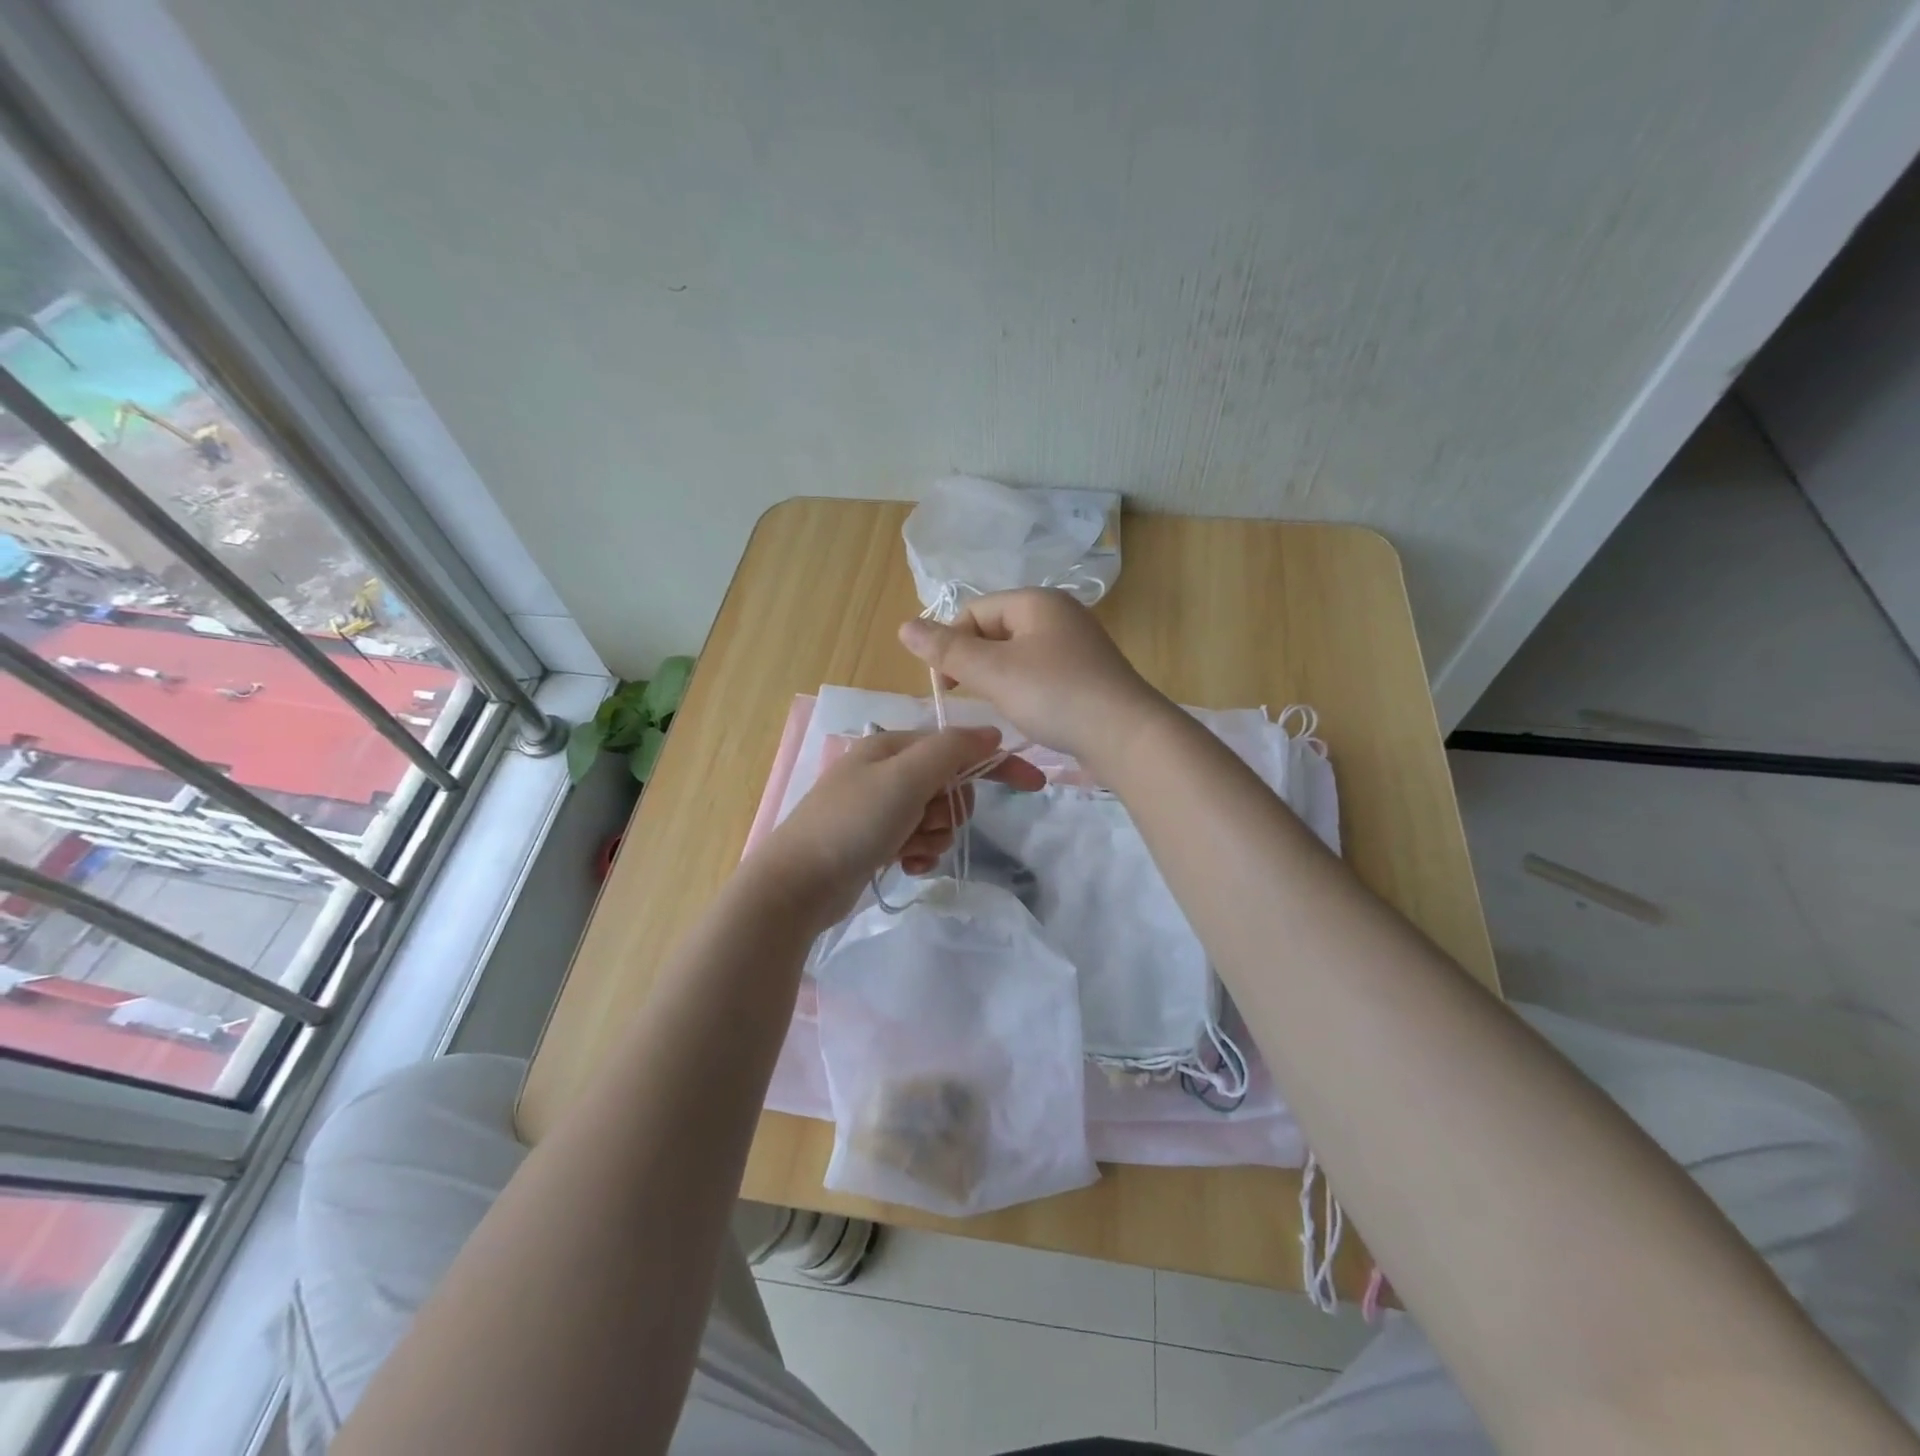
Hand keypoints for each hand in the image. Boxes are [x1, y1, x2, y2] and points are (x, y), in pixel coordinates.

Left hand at [750, 726, 1045, 930]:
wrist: (797, 884)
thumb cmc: (853, 823)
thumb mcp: (905, 778)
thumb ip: (951, 750)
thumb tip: (991, 733)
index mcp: (891, 747)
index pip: (957, 746)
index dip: (996, 762)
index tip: (1034, 784)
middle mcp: (886, 772)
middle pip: (949, 785)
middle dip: (949, 810)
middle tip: (928, 823)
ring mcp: (879, 809)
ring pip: (936, 817)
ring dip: (933, 836)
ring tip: (909, 849)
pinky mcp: (875, 841)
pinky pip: (918, 841)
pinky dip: (919, 853)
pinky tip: (906, 866)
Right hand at [898, 588, 1171, 765]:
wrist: (1128, 737)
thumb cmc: (1055, 696)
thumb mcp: (994, 672)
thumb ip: (947, 650)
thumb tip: (904, 626)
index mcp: (1037, 601)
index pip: (974, 611)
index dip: (951, 644)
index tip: (945, 685)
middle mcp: (1059, 614)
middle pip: (995, 630)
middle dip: (975, 662)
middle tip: (973, 697)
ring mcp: (1077, 644)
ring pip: (1017, 654)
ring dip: (998, 679)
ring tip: (1001, 706)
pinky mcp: (1087, 674)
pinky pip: (1040, 672)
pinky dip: (1024, 689)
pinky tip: (1028, 712)